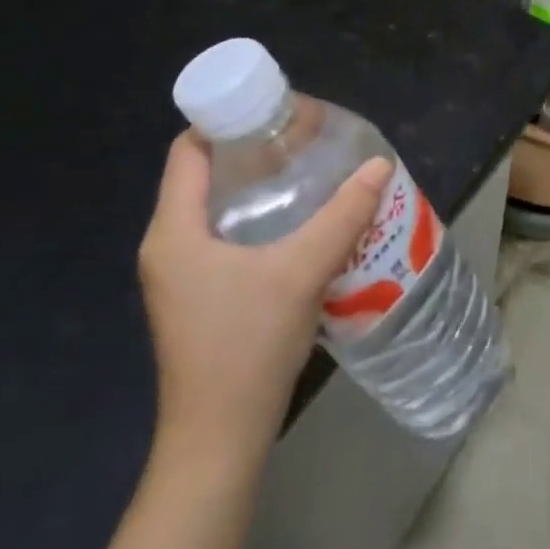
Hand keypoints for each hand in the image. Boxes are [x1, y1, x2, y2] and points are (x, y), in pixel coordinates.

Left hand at [138, 133, 392, 462]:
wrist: (219, 439)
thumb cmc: (247, 346)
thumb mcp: (301, 271)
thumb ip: (343, 215)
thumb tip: (379, 165)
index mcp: (175, 232)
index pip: (188, 151)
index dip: (225, 120)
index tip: (274, 109)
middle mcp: (170, 246)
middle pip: (205, 175)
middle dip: (253, 150)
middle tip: (305, 136)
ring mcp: (183, 276)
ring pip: (218, 208)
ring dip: (260, 185)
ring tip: (310, 169)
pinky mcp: (200, 297)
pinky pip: (226, 236)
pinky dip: (260, 218)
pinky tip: (302, 220)